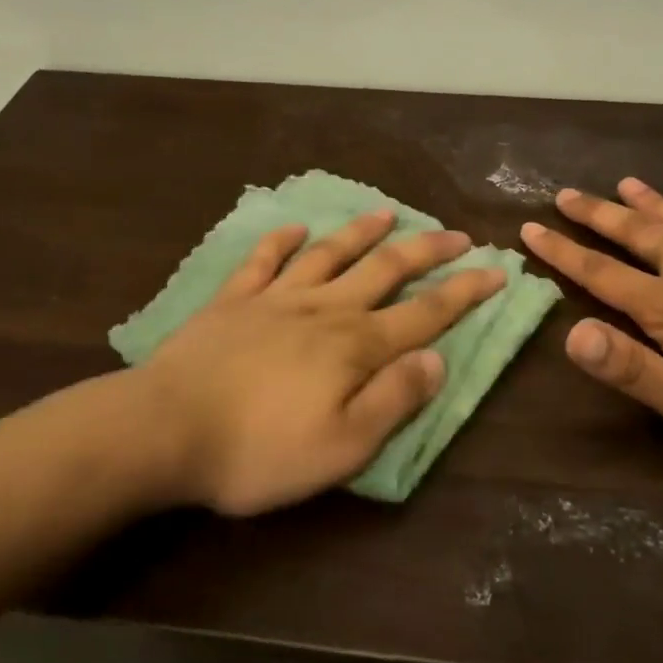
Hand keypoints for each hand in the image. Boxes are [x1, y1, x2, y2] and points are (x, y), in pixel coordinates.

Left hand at [133, 210, 505, 515]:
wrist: (165, 430)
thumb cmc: (259, 450)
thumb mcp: (343, 445)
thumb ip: (394, 399)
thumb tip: (438, 359)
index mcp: (356, 346)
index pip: (425, 312)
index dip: (465, 291)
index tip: (497, 269)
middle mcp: (324, 309)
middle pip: (385, 269)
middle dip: (426, 250)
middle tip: (456, 234)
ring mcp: (275, 298)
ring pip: (329, 254)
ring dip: (361, 232)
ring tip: (387, 213)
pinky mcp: (233, 300)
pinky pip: (262, 260)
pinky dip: (280, 241)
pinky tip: (294, 227)